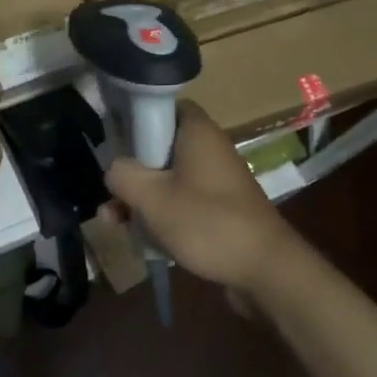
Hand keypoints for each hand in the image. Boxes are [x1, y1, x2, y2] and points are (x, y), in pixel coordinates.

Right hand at [104, 102, 302, 293]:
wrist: (265, 270)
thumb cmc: (206, 222)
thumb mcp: (151, 197)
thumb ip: (122, 174)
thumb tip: (114, 168)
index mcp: (196, 131)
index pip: (162, 106)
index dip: (135, 119)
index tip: (113, 141)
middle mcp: (209, 148)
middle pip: (158, 147)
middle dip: (131, 172)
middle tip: (110, 196)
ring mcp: (216, 180)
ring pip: (167, 178)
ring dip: (141, 198)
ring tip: (116, 224)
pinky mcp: (220, 208)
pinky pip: (182, 201)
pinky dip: (162, 215)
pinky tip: (143, 239)